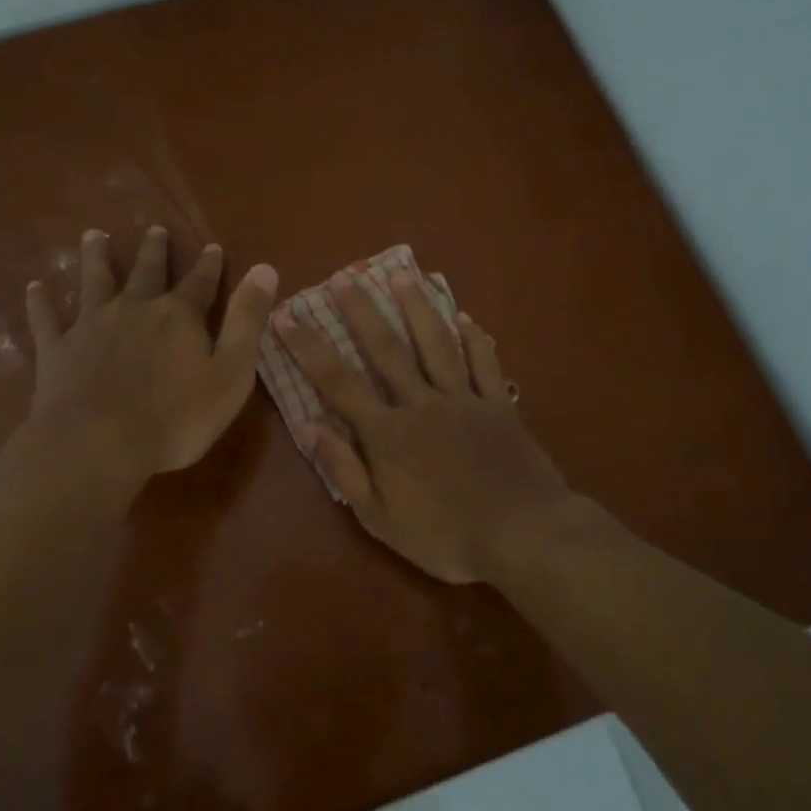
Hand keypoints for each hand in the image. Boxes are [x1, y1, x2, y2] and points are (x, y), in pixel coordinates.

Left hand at [25, 227, 278, 482]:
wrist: (99, 443)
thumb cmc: (176, 417)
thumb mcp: (230, 373)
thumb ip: (247, 320)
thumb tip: (265, 269)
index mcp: (178, 317)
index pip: (200, 283)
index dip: (208, 265)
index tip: (211, 246)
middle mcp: (135, 309)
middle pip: (146, 272)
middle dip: (154, 251)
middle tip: (155, 229)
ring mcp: (91, 325)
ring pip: (93, 281)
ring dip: (95, 257)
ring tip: (93, 235)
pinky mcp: (57, 348)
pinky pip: (46, 319)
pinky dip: (41, 302)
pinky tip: (35, 287)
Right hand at [275, 268, 571, 584]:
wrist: (524, 536)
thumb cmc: (446, 537)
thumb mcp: (381, 519)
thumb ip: (346, 471)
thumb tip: (311, 427)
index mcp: (388, 433)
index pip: (338, 382)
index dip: (309, 347)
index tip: (286, 315)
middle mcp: (422, 403)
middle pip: (387, 349)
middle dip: (362, 311)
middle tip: (345, 276)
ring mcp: (465, 399)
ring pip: (437, 343)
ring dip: (417, 307)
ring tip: (402, 274)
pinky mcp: (500, 405)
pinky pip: (485, 363)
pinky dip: (475, 338)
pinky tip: (465, 316)